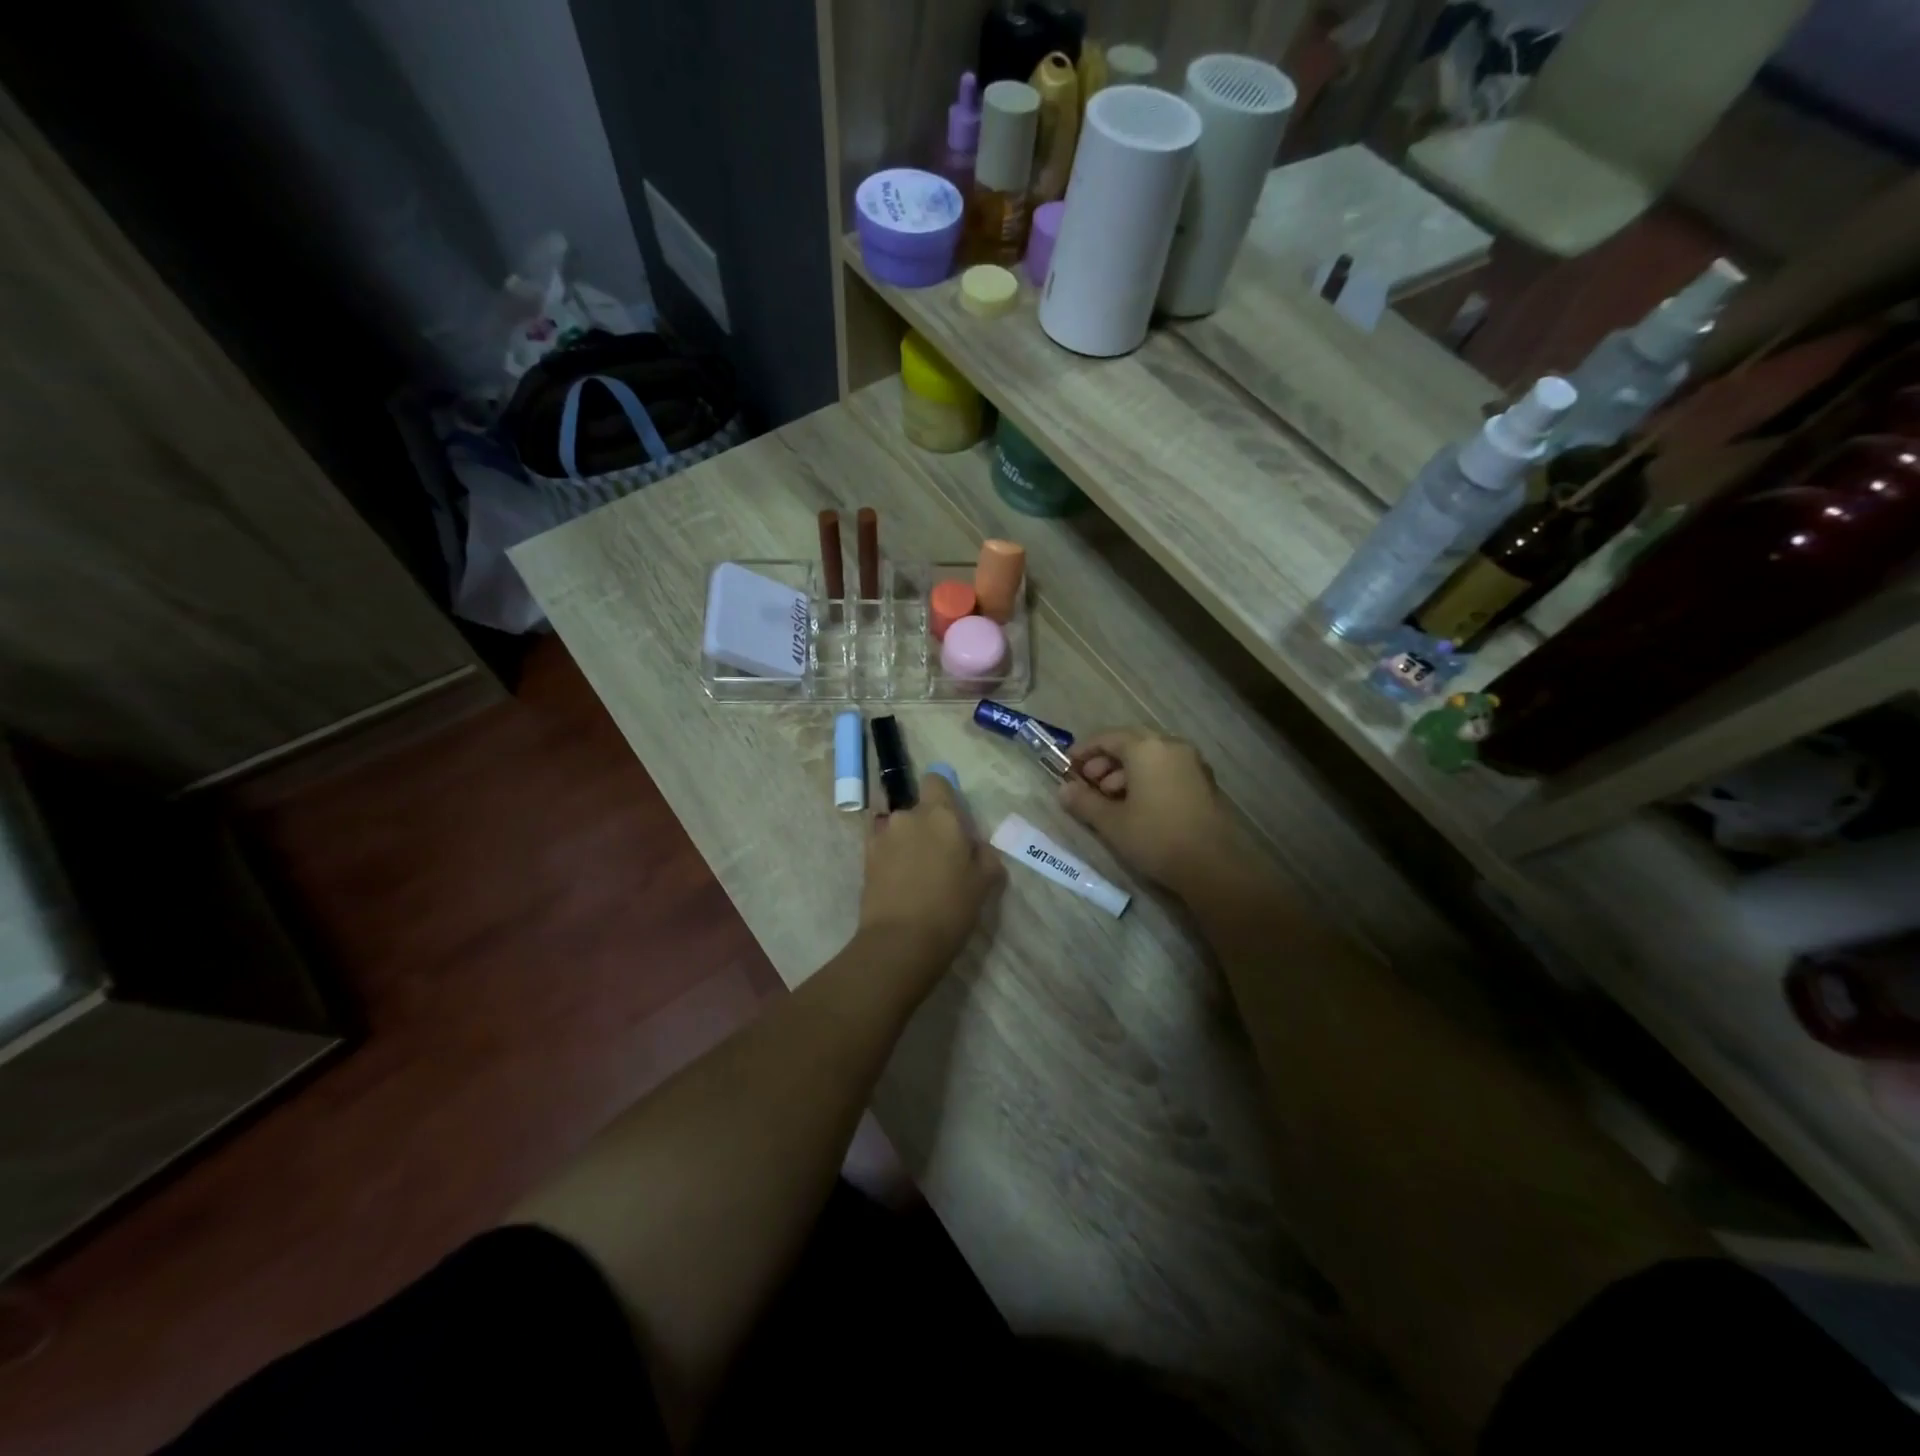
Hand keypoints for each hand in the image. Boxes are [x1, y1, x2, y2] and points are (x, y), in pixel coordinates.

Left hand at [857, 772, 1003, 983]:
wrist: (901, 941)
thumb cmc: (951, 907)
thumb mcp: (985, 881)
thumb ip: (984, 854)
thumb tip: (974, 846)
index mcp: (940, 815)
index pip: (936, 780)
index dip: (944, 795)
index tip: (953, 820)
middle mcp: (908, 816)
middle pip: (918, 809)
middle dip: (928, 825)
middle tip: (941, 856)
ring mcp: (882, 836)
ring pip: (899, 828)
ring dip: (908, 841)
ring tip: (917, 873)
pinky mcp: (865, 858)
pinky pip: (882, 846)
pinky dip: (891, 856)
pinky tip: (899, 879)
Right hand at [1059, 729, 1243, 897]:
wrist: (1213, 865)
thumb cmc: (1156, 837)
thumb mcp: (1111, 822)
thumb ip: (1084, 802)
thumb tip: (1063, 790)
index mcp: (1147, 748)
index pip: (1108, 737)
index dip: (1084, 750)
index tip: (1067, 766)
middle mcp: (1171, 746)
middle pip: (1131, 744)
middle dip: (1105, 761)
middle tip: (1087, 784)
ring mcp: (1192, 763)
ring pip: (1150, 757)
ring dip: (1125, 772)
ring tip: (1109, 798)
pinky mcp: (1204, 782)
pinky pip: (1167, 769)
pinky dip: (1147, 778)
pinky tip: (1136, 805)